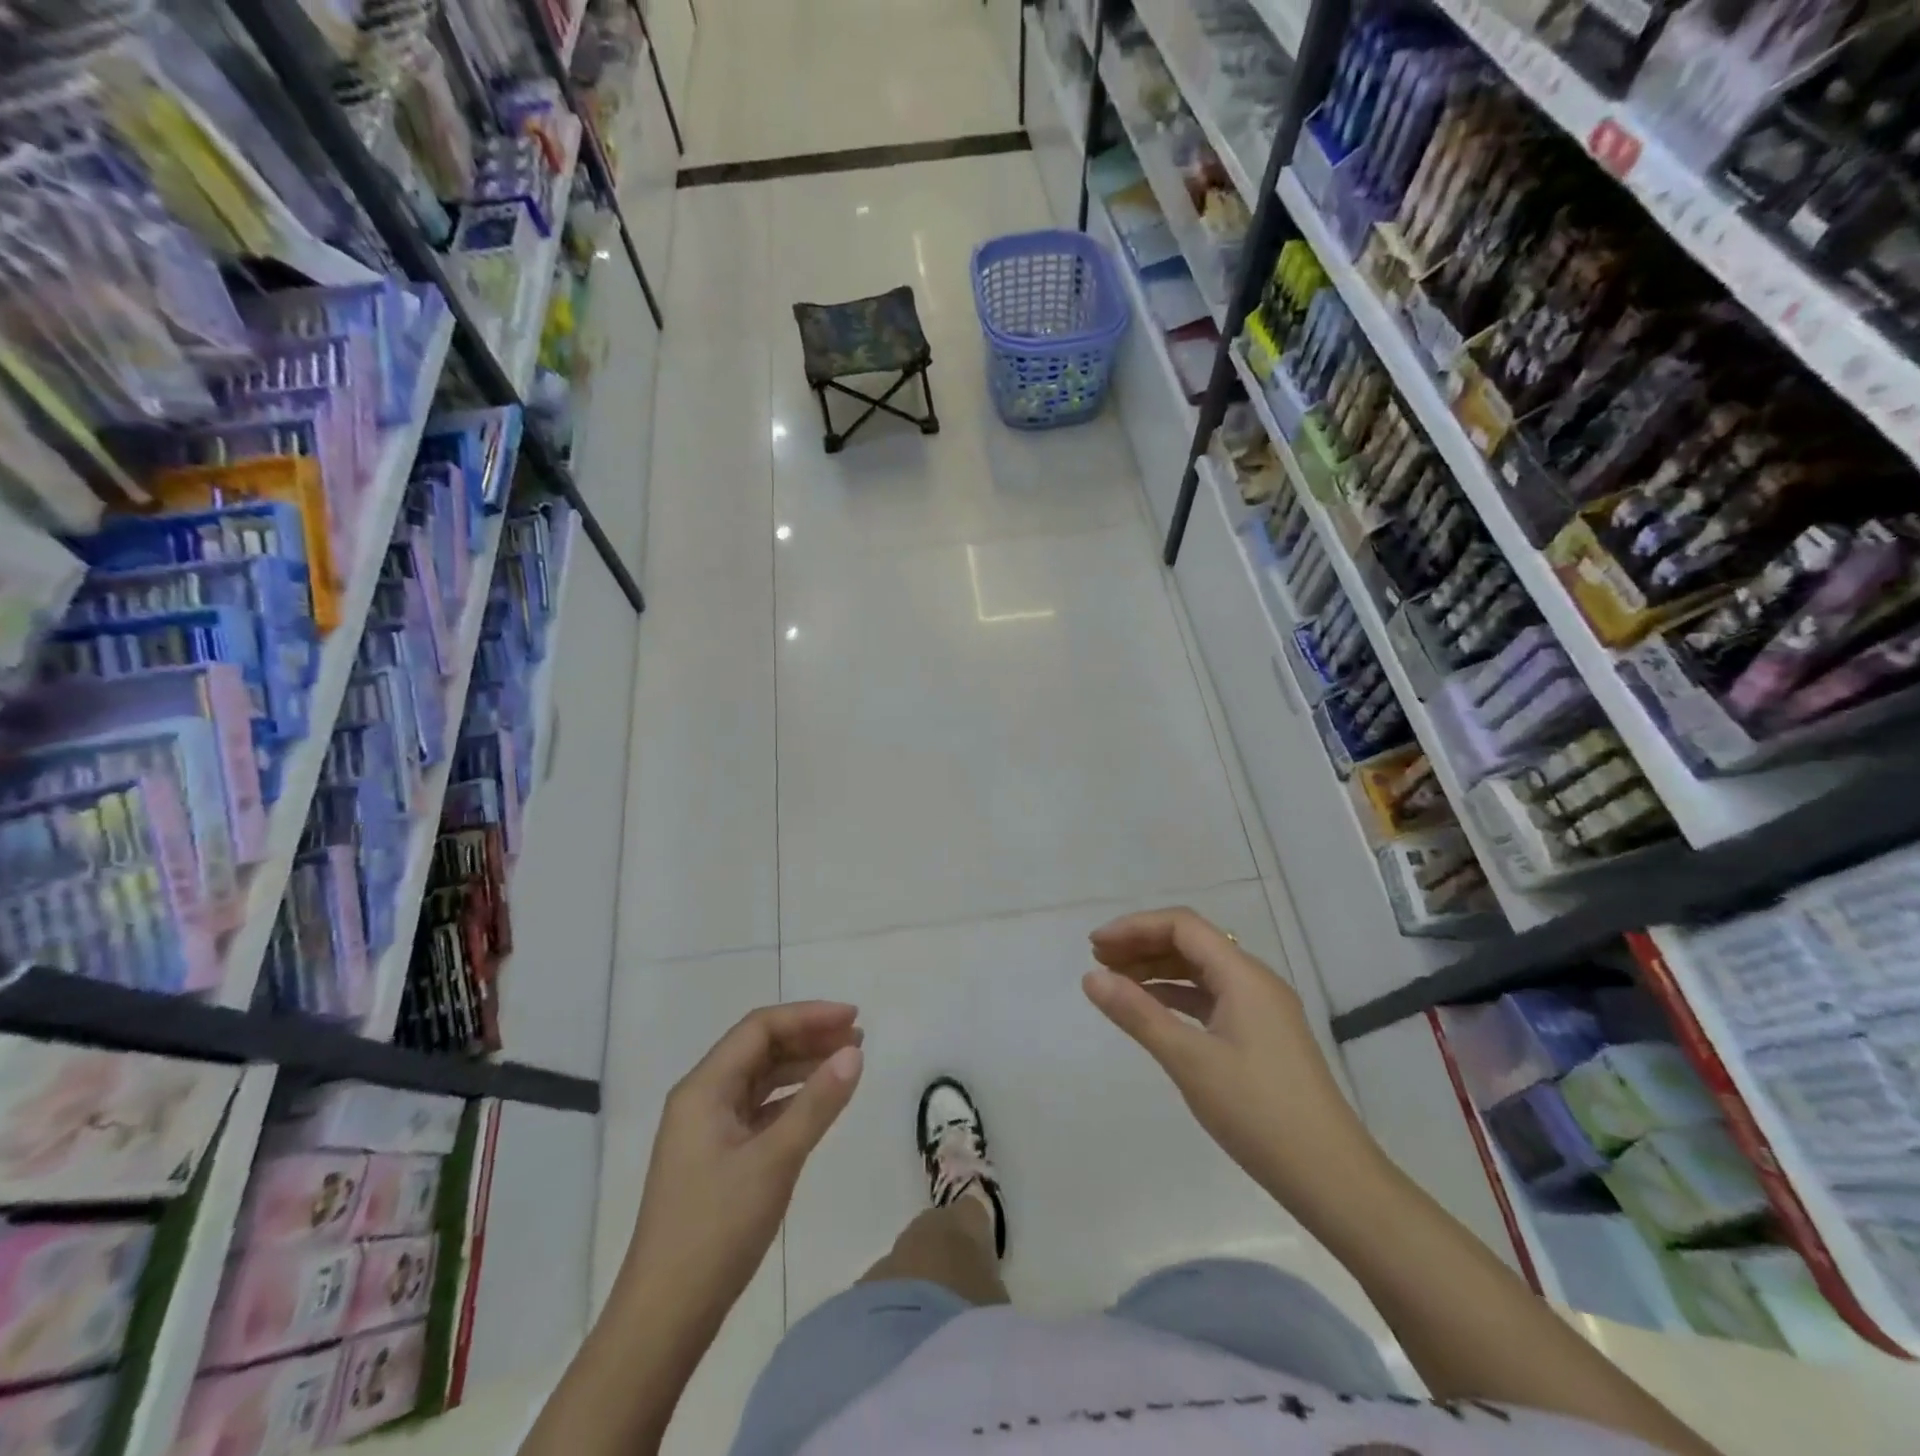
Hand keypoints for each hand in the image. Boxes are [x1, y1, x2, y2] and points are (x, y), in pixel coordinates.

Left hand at [624, 1003, 863, 1323]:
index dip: (808, 1016)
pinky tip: (818, 1104)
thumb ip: (817, 1103)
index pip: (760, 1028)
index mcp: (704, 1088)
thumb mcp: (774, 1160)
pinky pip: (759, 1110)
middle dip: (808, 1037)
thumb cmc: (716, 1230)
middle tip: (858, 1039)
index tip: (853, 1018)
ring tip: (847, 1063)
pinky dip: (791, 1099)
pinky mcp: (716, 1157)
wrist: (664, 1319)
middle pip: (759, 1048)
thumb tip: (854, 1052)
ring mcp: (707, 1130)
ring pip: (760, 1079)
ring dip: (802, 1066)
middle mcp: (702, 1098)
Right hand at [1082, 907, 1379, 1213]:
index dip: (1134, 927)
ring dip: (1158, 969)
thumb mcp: (1188, 1060)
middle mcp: (1255, 981)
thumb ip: (1137, 1013)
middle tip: (1098, 961)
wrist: (1332, 1178)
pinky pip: (1211, 998)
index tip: (1095, 946)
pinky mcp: (1262, 1035)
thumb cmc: (1257, 1112)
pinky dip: (1177, 996)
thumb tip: (1090, 977)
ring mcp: (1262, 1009)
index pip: (1182, 925)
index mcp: (1243, 975)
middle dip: (1142, 945)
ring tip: (1116, 982)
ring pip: (1201, 971)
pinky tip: (1152, 1010)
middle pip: (1191, 943)